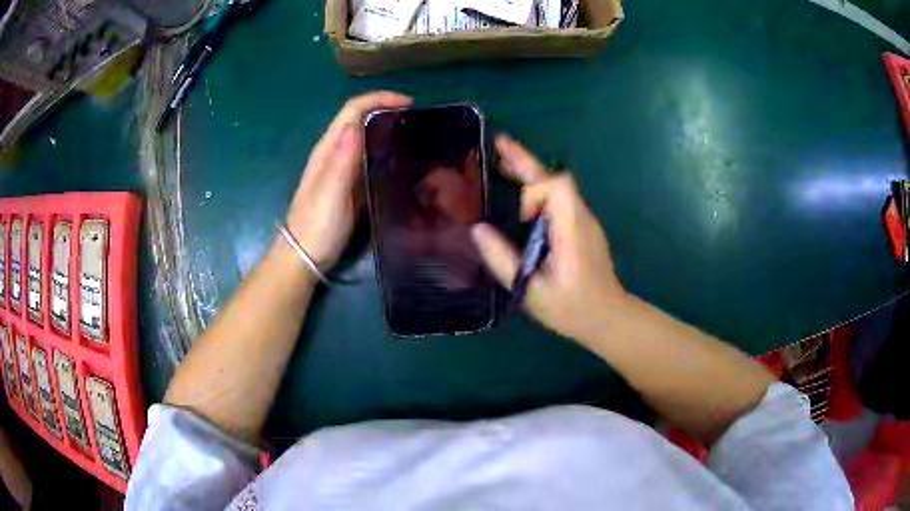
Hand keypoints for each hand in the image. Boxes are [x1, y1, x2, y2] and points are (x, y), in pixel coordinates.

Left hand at [286, 91, 412, 267]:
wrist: (305, 258)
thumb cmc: (317, 226)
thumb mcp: (330, 194)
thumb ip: (341, 161)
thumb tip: (355, 125)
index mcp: (328, 150)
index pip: (352, 110)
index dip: (379, 99)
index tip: (409, 103)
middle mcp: (335, 154)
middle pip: (360, 119)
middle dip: (387, 111)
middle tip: (418, 120)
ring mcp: (342, 170)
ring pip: (366, 138)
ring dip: (388, 130)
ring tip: (416, 137)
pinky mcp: (350, 186)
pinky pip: (369, 160)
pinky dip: (385, 153)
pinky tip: (402, 162)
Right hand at [471, 135, 627, 343]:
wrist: (608, 317)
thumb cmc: (572, 308)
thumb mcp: (531, 291)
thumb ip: (503, 260)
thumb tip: (478, 230)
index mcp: (572, 230)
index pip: (558, 186)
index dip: (534, 191)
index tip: (523, 218)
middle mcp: (581, 217)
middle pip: (556, 178)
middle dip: (526, 160)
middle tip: (499, 143)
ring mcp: (583, 221)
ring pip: (557, 186)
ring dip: (530, 173)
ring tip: (502, 163)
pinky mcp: (580, 227)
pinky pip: (559, 199)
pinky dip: (537, 190)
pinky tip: (520, 198)